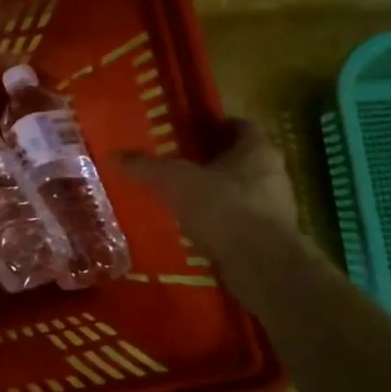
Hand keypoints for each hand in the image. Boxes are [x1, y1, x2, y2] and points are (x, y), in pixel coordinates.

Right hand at [123, 119, 298, 255]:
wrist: (262, 265)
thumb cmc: (222, 208)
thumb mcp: (174, 181)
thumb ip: (146, 167)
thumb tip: (113, 155)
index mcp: (257, 151)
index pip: (242, 126)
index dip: (217, 126)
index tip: (192, 131)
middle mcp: (274, 175)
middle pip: (243, 159)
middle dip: (215, 161)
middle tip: (182, 163)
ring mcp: (276, 209)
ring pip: (244, 191)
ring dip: (219, 193)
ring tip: (185, 198)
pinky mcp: (272, 239)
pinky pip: (242, 221)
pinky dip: (222, 222)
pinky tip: (198, 228)